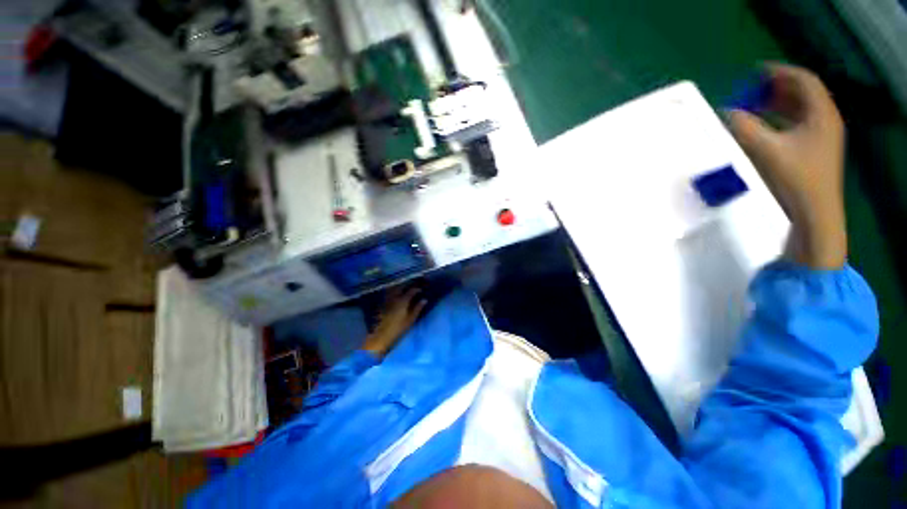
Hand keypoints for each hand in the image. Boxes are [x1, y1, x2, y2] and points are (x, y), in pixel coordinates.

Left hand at [362, 286, 427, 357]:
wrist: (382, 335)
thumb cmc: (398, 329)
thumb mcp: (411, 319)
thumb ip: (418, 308)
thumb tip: (424, 300)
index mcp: (403, 300)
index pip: (411, 291)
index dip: (417, 289)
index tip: (421, 289)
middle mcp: (394, 297)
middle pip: (401, 286)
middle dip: (408, 284)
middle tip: (414, 284)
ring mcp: (387, 299)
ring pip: (394, 288)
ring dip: (400, 285)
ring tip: (405, 286)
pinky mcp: (383, 302)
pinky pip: (389, 292)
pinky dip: (394, 290)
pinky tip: (397, 292)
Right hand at [728, 64, 847, 268]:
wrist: (815, 212)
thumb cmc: (797, 179)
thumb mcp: (768, 151)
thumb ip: (746, 129)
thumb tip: (729, 113)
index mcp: (822, 114)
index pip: (805, 81)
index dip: (781, 72)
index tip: (759, 71)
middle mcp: (826, 120)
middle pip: (805, 92)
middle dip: (779, 87)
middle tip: (755, 88)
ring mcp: (823, 135)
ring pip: (802, 108)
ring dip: (780, 102)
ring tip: (758, 103)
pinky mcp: (816, 149)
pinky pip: (800, 122)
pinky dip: (783, 117)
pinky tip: (767, 124)